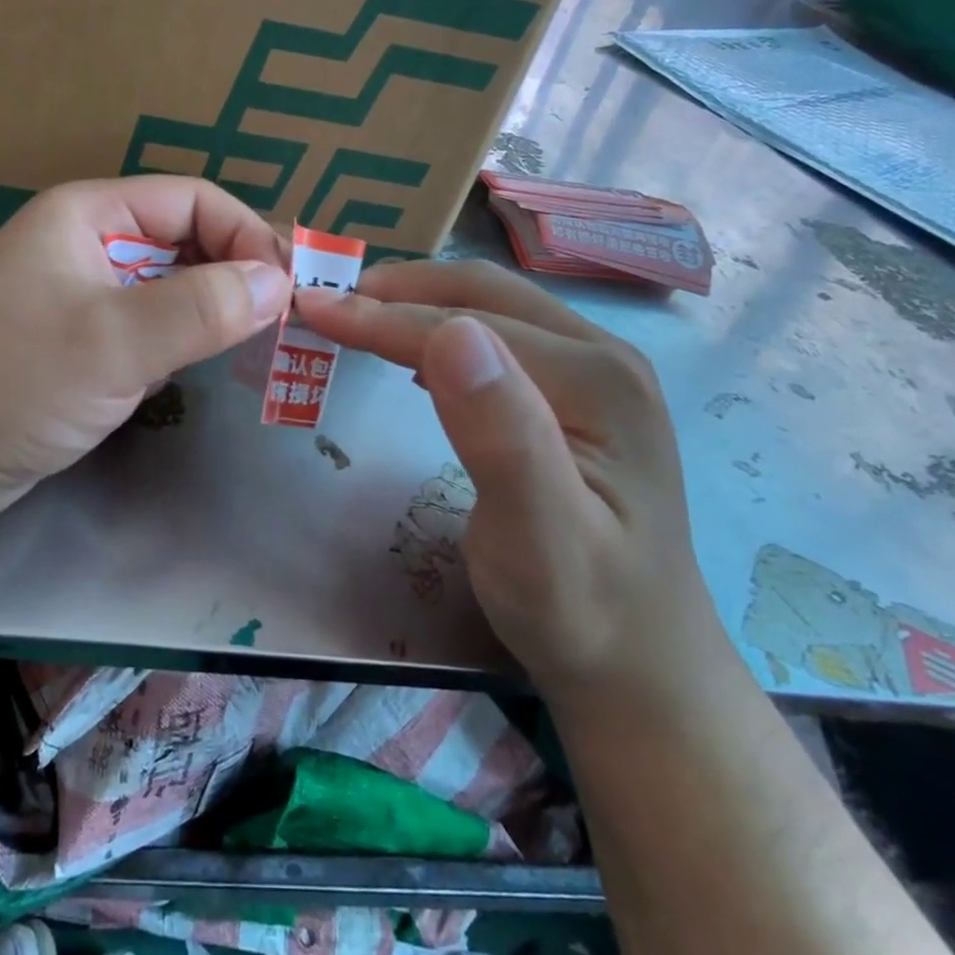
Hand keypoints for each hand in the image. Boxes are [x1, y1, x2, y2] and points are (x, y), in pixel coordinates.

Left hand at [0, 177, 289, 524]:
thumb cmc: (11, 381)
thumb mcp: (114, 341)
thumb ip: (202, 308)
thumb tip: (279, 281)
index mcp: (88, 214)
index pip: (193, 201)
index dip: (247, 235)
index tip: (289, 288)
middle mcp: (88, 245)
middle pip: (185, 241)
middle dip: (237, 274)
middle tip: (287, 319)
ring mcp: (83, 297)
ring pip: (171, 288)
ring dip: (215, 310)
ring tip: (260, 343)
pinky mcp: (81, 345)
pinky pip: (150, 328)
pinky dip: (184, 341)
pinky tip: (206, 365)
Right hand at [295, 261, 729, 713]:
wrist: (641, 662)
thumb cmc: (579, 609)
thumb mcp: (536, 536)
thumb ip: (500, 433)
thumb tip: (451, 331)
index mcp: (596, 378)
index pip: (467, 324)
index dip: (384, 316)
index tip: (312, 307)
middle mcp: (605, 356)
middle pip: (485, 296)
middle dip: (399, 291)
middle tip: (328, 301)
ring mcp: (598, 372)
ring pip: (493, 310)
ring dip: (419, 305)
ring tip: (357, 316)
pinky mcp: (582, 395)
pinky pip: (502, 338)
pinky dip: (444, 332)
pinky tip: (415, 353)